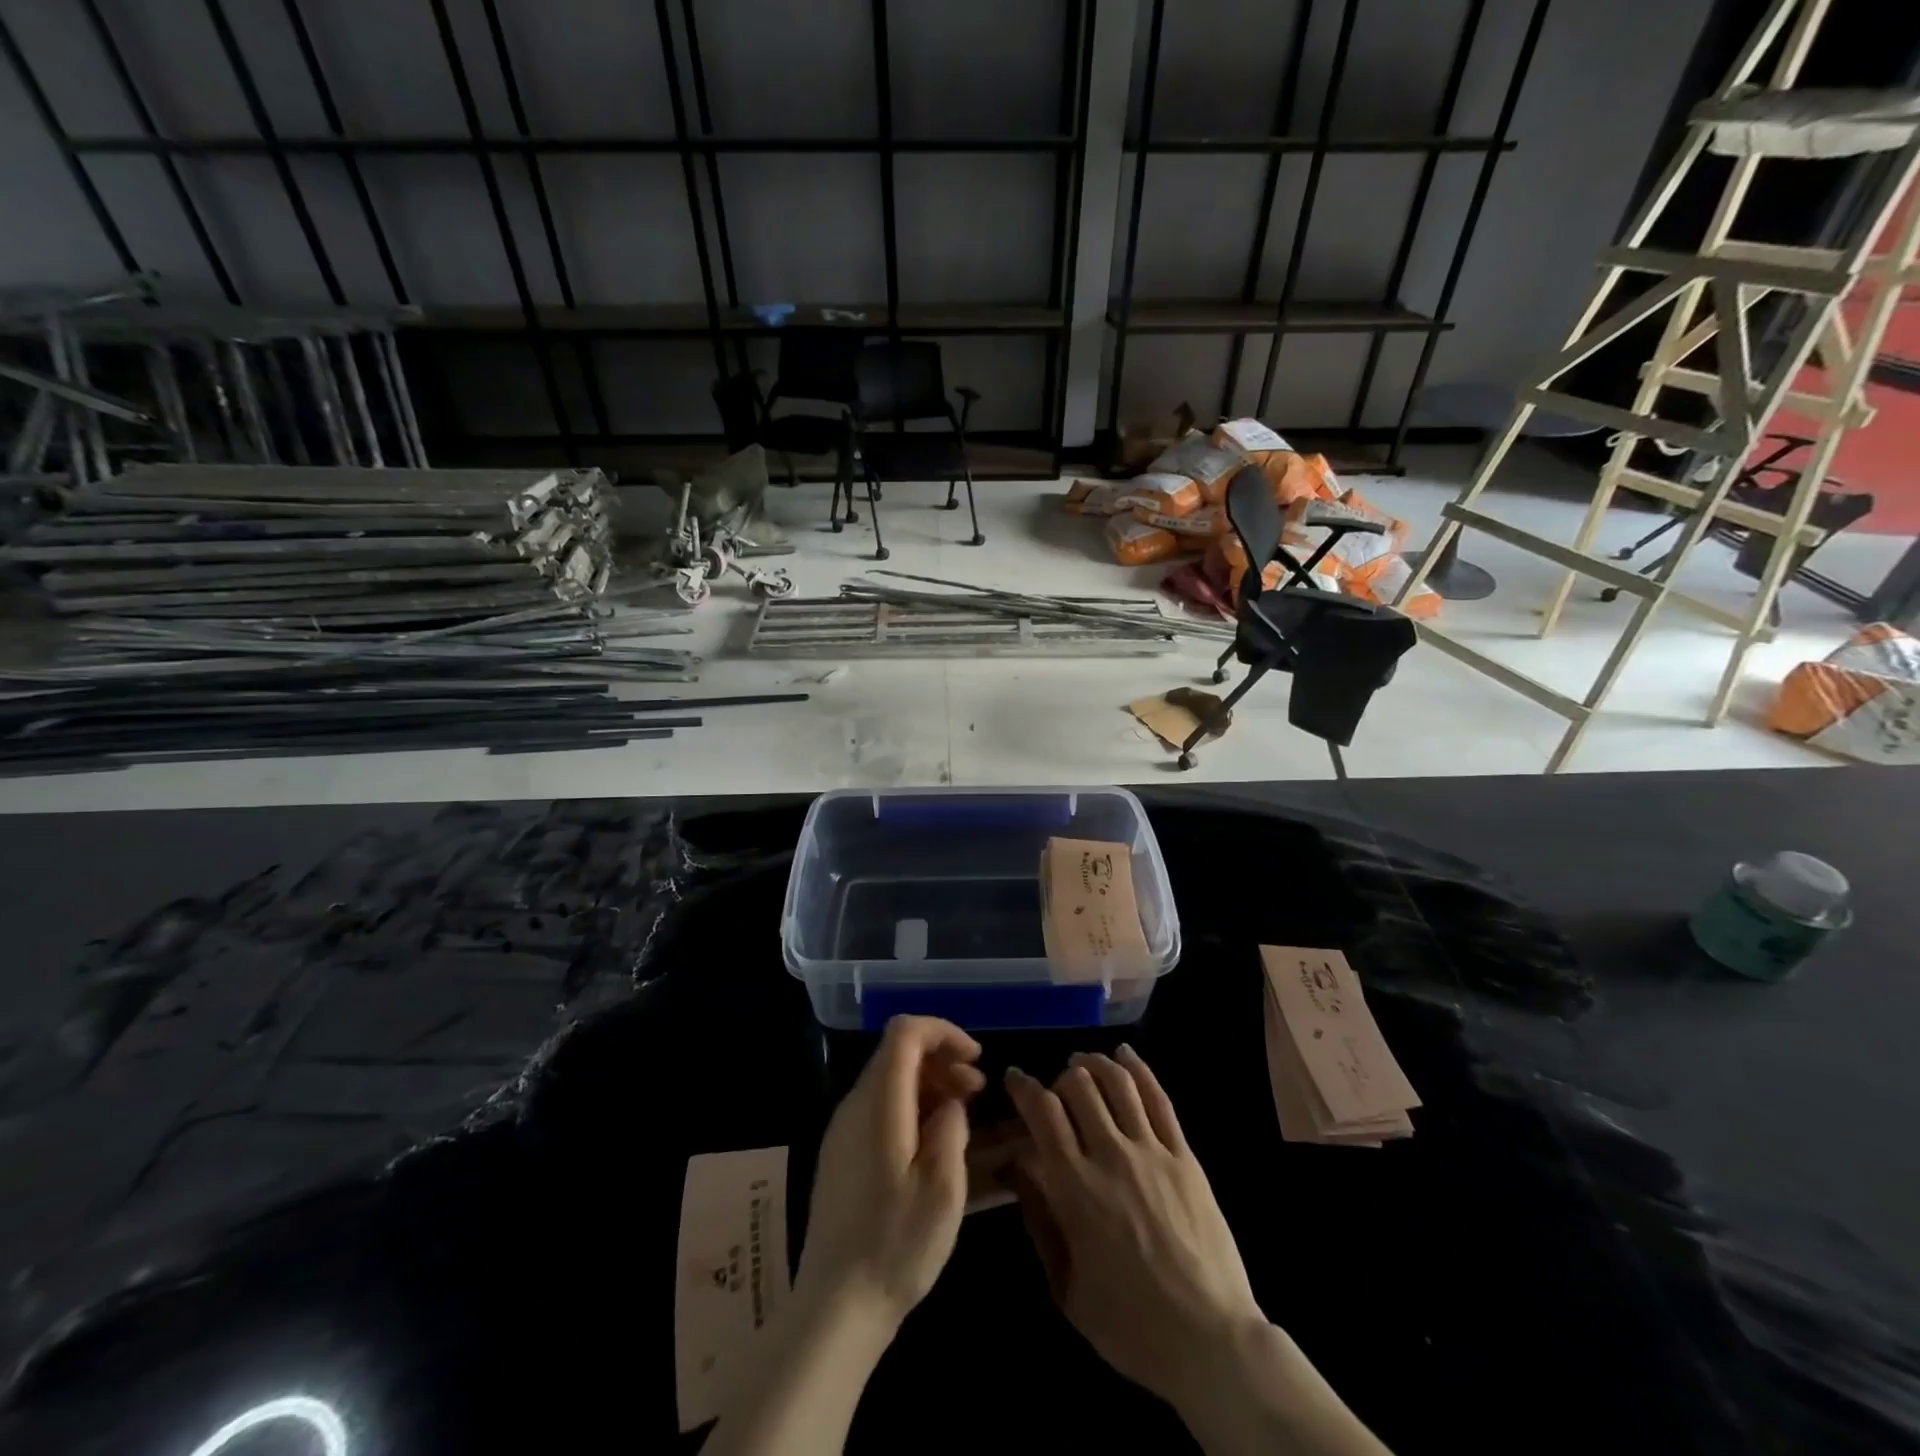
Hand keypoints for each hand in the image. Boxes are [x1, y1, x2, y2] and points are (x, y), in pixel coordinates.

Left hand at [796, 1015, 985, 1333]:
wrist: (836, 1308)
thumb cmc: (896, 1246)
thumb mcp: (943, 1188)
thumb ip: (951, 1128)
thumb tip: (951, 1103)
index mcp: (878, 1105)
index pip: (904, 1032)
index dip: (943, 1031)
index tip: (975, 1058)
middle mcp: (854, 1106)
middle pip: (897, 1052)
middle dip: (941, 1059)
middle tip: (977, 1090)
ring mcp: (843, 1130)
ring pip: (889, 1079)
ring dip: (929, 1083)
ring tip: (962, 1113)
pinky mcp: (841, 1154)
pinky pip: (879, 1107)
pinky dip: (911, 1106)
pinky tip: (933, 1140)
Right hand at [1003, 1046, 1263, 1408]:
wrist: (1209, 1341)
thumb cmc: (1129, 1325)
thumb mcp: (1066, 1285)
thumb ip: (1039, 1219)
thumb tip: (1016, 1166)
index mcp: (1075, 1187)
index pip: (1042, 1112)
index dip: (1024, 1086)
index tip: (1014, 1078)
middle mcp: (1111, 1155)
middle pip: (1079, 1087)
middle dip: (1059, 1076)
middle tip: (1054, 1088)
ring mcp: (1152, 1151)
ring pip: (1118, 1082)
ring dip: (1095, 1063)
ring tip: (1083, 1062)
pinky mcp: (1184, 1155)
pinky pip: (1159, 1099)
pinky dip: (1139, 1069)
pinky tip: (1126, 1055)